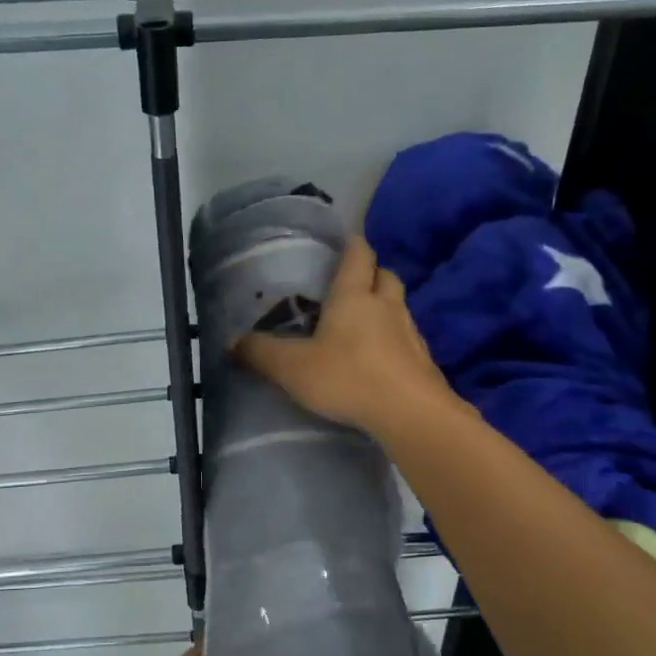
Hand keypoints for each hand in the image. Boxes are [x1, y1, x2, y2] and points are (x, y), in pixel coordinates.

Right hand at [236, 235, 455, 439]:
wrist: (410, 414)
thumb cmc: (348, 378)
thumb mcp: (292, 368)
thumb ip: (261, 354)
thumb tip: (232, 343)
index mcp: (354, 296)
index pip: (358, 255)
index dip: (351, 244)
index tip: (343, 241)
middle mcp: (386, 305)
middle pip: (385, 275)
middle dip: (370, 273)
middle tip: (350, 284)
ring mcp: (410, 333)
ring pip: (399, 306)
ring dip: (384, 307)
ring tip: (362, 323)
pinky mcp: (423, 360)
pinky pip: (407, 339)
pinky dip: (393, 340)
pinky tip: (379, 359)